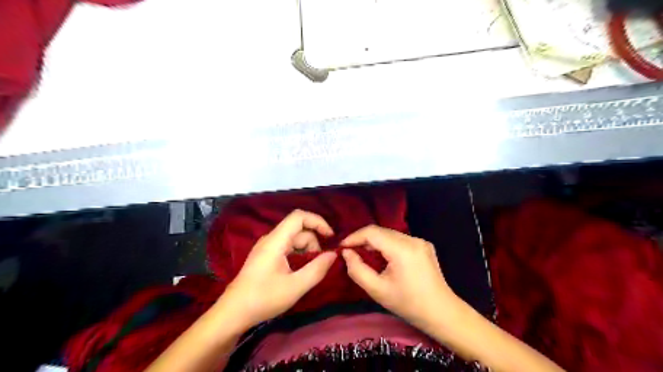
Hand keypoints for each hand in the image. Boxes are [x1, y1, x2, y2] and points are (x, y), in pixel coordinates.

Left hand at [220, 210, 338, 329]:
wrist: (232, 313)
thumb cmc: (263, 299)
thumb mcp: (295, 287)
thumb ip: (317, 269)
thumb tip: (333, 254)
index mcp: (275, 241)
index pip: (299, 217)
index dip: (318, 222)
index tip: (331, 237)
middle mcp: (270, 239)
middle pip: (298, 230)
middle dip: (314, 243)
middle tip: (321, 264)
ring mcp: (267, 247)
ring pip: (294, 239)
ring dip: (307, 251)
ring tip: (310, 271)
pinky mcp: (265, 256)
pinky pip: (287, 248)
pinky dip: (299, 255)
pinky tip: (300, 271)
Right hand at [341, 225, 462, 328]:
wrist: (442, 313)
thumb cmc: (408, 304)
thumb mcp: (377, 290)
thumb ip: (357, 270)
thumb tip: (346, 253)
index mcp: (402, 249)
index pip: (372, 232)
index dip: (354, 237)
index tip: (341, 247)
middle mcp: (413, 239)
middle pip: (381, 232)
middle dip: (363, 240)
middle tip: (350, 252)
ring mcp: (420, 241)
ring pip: (390, 235)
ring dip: (375, 242)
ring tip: (363, 255)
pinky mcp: (424, 245)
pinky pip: (399, 240)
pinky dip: (387, 245)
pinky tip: (382, 258)